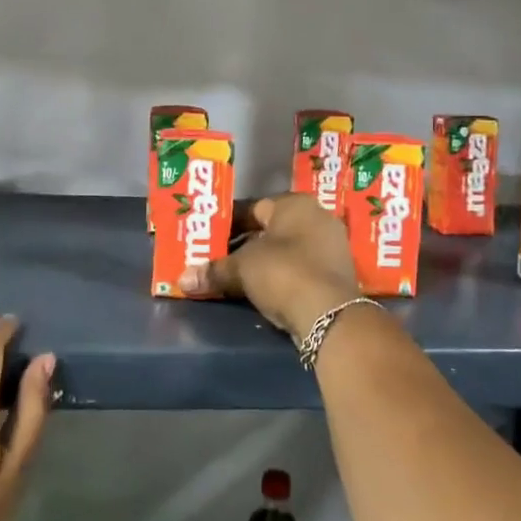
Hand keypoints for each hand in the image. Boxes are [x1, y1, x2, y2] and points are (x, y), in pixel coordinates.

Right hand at [177, 194, 362, 344]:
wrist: (330, 316)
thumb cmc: (284, 273)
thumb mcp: (242, 269)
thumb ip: (214, 271)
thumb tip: (182, 279)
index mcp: (295, 204)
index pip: (254, 208)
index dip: (229, 223)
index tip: (210, 239)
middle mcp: (318, 218)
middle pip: (272, 230)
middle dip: (246, 244)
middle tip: (220, 258)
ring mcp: (332, 247)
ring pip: (288, 251)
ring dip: (265, 262)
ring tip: (238, 277)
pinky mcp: (337, 275)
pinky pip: (301, 269)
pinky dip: (283, 277)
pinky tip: (264, 291)